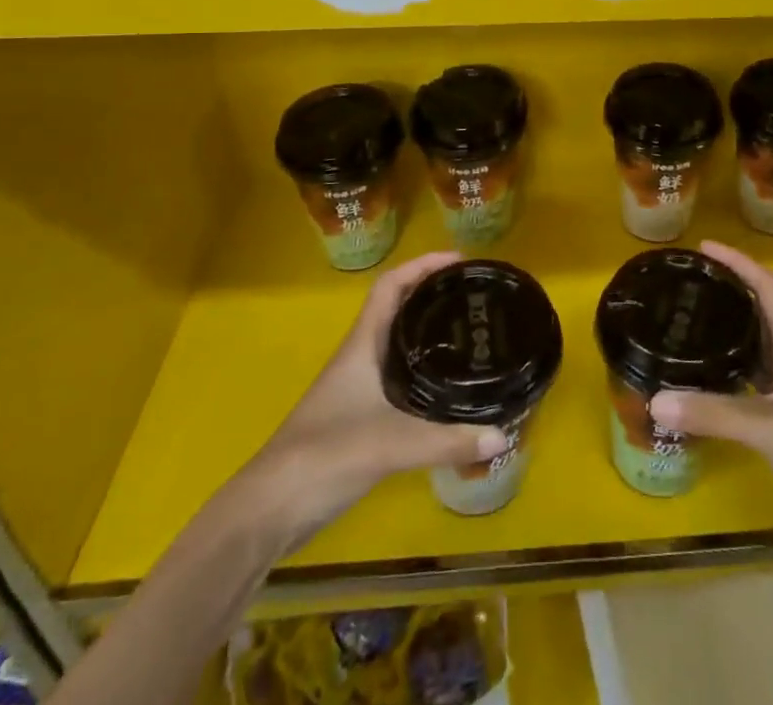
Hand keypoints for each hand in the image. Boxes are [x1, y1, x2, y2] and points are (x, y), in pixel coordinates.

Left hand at [227, 252, 509, 553]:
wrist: (269, 510)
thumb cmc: (324, 456)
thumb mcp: (391, 445)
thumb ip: (447, 442)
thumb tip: (503, 433)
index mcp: (362, 345)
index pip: (391, 285)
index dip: (423, 265)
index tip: (461, 261)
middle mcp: (360, 357)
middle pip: (398, 308)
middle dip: (433, 294)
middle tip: (475, 296)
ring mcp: (357, 388)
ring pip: (398, 344)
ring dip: (428, 331)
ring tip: (469, 333)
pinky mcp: (359, 417)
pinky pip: (398, 378)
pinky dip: (423, 371)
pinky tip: (447, 388)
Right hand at [649, 241, 772, 531]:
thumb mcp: (771, 428)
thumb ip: (714, 413)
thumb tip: (655, 399)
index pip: (770, 288)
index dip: (740, 263)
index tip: (704, 249)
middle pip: (762, 313)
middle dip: (730, 291)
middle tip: (689, 284)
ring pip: (756, 348)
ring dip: (729, 331)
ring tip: (689, 322)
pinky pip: (751, 384)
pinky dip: (727, 374)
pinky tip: (704, 382)